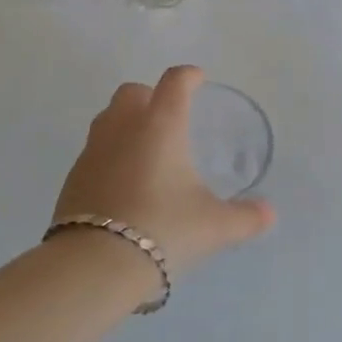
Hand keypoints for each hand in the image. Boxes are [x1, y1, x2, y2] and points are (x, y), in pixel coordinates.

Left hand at [52, 65, 275, 281]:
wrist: (94, 264)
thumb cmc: (163, 229)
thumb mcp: (214, 226)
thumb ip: (245, 217)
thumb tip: (269, 213)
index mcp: (161, 125)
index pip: (175, 82)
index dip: (189, 76)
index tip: (198, 79)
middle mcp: (124, 127)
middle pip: (132, 91)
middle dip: (150, 96)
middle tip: (168, 117)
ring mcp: (93, 150)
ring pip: (107, 117)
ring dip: (125, 121)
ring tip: (144, 148)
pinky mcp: (73, 177)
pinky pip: (93, 151)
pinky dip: (109, 155)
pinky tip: (122, 182)